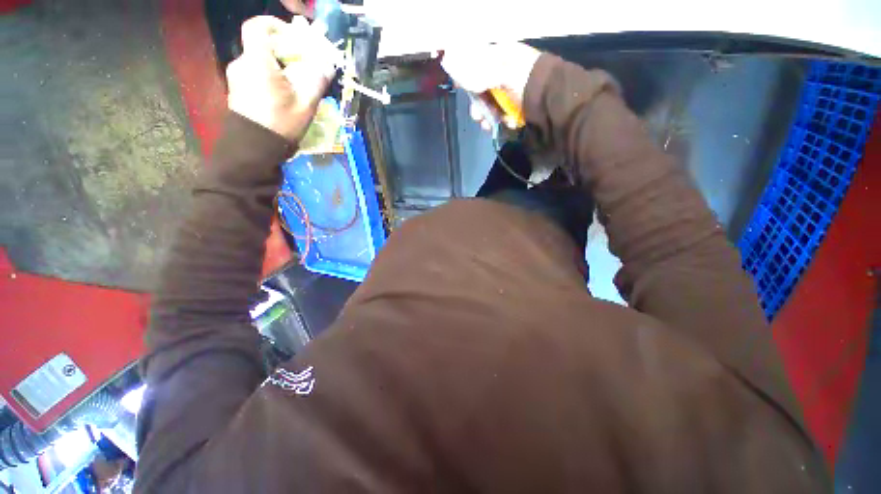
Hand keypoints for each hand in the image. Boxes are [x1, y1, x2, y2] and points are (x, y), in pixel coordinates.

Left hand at [226, 16, 336, 141]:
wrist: (254, 148)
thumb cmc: (280, 124)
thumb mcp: (305, 104)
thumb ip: (316, 81)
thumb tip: (327, 66)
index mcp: (257, 62)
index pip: (257, 27)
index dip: (274, 25)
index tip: (292, 36)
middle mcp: (242, 64)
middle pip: (261, 46)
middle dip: (283, 51)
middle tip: (302, 65)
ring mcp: (237, 78)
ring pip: (258, 61)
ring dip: (277, 67)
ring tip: (296, 84)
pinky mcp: (237, 90)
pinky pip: (254, 74)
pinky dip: (269, 77)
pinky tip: (283, 94)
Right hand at [441, 42, 541, 130]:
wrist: (555, 102)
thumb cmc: (528, 80)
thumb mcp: (504, 73)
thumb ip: (481, 75)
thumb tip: (460, 78)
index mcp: (505, 55)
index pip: (479, 61)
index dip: (468, 74)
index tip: (459, 86)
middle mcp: (507, 71)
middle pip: (484, 88)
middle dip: (479, 105)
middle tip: (477, 116)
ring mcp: (513, 90)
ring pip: (492, 104)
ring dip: (488, 116)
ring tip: (488, 126)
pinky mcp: (518, 106)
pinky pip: (503, 113)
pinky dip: (503, 120)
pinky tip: (508, 124)